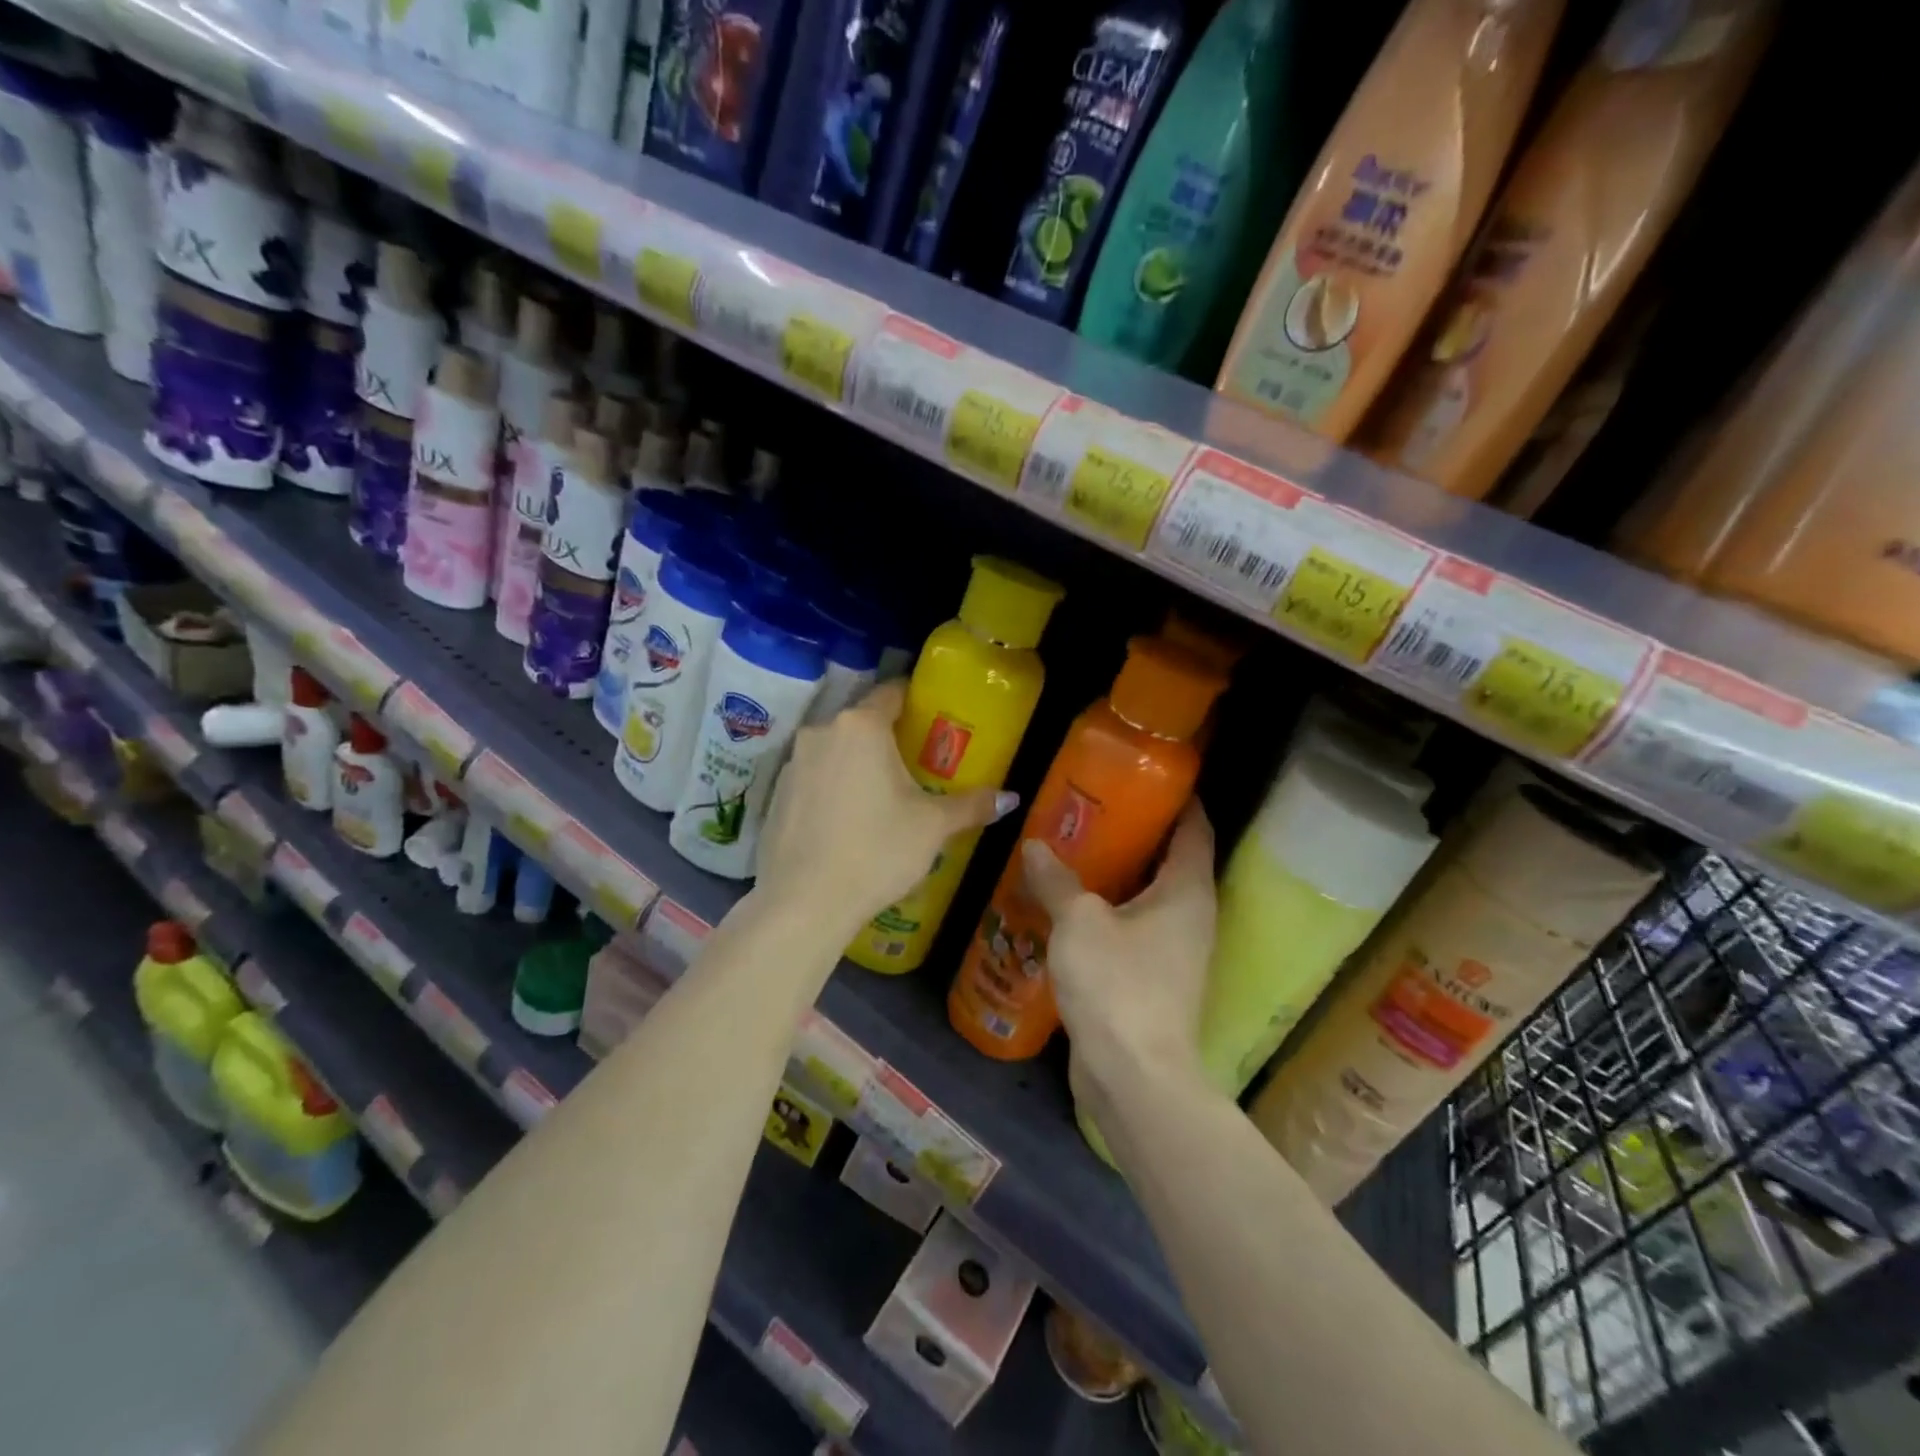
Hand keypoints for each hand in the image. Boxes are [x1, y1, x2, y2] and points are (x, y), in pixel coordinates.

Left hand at [756, 681, 1012, 937]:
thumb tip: (1010, 798)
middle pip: (862, 722)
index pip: (892, 693)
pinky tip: (846, 820)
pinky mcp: (776, 793)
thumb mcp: (932, 827)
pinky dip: (832, 786)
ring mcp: (794, 762)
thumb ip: (971, 805)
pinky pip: (814, 776)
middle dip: (888, 737)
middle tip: (915, 763)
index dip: (914, 701)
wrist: (804, 902)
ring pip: (836, 750)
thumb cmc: (877, 851)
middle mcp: (822, 732)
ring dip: (857, 763)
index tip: (932, 717)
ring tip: (881, 795)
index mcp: (862, 726)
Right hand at [1021, 804, 1216, 1107]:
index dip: (1179, 799)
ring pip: (1150, 898)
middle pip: (1172, 861)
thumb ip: (1057, 880)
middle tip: (1095, 808)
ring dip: (1119, 875)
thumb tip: (1035, 846)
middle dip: (1138, 833)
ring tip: (1077, 850)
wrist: (1134, 1076)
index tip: (1149, 775)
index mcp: (1187, 891)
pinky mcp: (1155, 980)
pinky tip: (1072, 906)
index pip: (1195, 828)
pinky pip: (1135, 929)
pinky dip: (1110, 911)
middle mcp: (1192, 916)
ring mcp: (1176, 952)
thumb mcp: (1079, 922)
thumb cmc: (1117, 984)